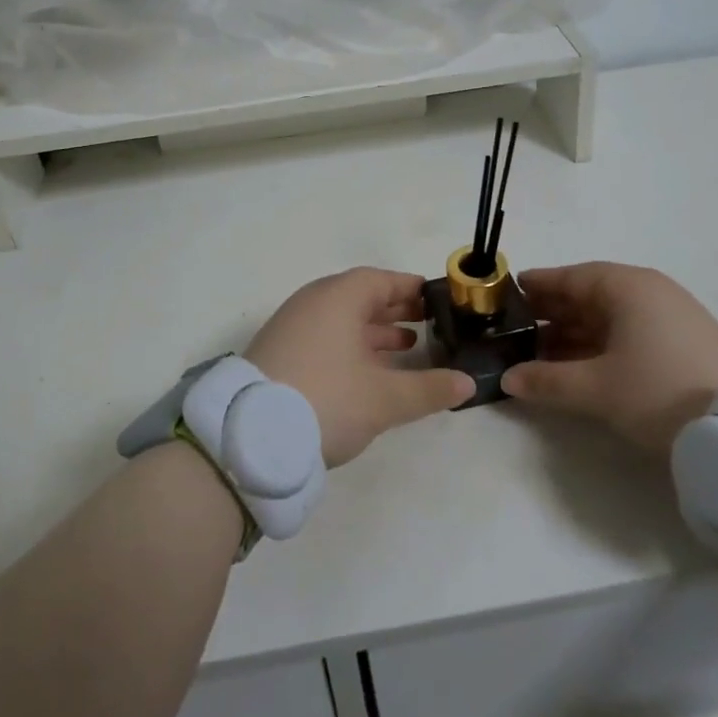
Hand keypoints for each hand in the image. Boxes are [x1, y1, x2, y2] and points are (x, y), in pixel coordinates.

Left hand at [246, 268, 475, 466]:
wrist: (249, 436)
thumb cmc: (326, 399)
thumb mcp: (384, 398)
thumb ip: (428, 388)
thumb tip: (468, 383)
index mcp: (338, 296)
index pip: (381, 280)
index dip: (411, 288)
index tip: (437, 300)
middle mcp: (313, 302)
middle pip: (361, 297)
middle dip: (396, 310)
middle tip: (430, 324)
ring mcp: (293, 327)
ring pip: (343, 320)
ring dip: (375, 331)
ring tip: (408, 348)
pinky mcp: (280, 353)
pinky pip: (325, 337)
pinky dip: (352, 346)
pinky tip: (369, 372)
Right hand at [500, 263, 717, 456]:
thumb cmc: (661, 391)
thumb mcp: (598, 388)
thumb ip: (548, 381)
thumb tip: (508, 378)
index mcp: (627, 287)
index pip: (571, 277)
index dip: (539, 285)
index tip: (509, 292)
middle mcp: (648, 292)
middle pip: (590, 295)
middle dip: (553, 312)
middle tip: (517, 327)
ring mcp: (670, 317)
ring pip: (609, 317)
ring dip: (575, 333)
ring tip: (540, 353)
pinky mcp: (684, 343)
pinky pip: (629, 333)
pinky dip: (600, 346)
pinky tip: (580, 366)